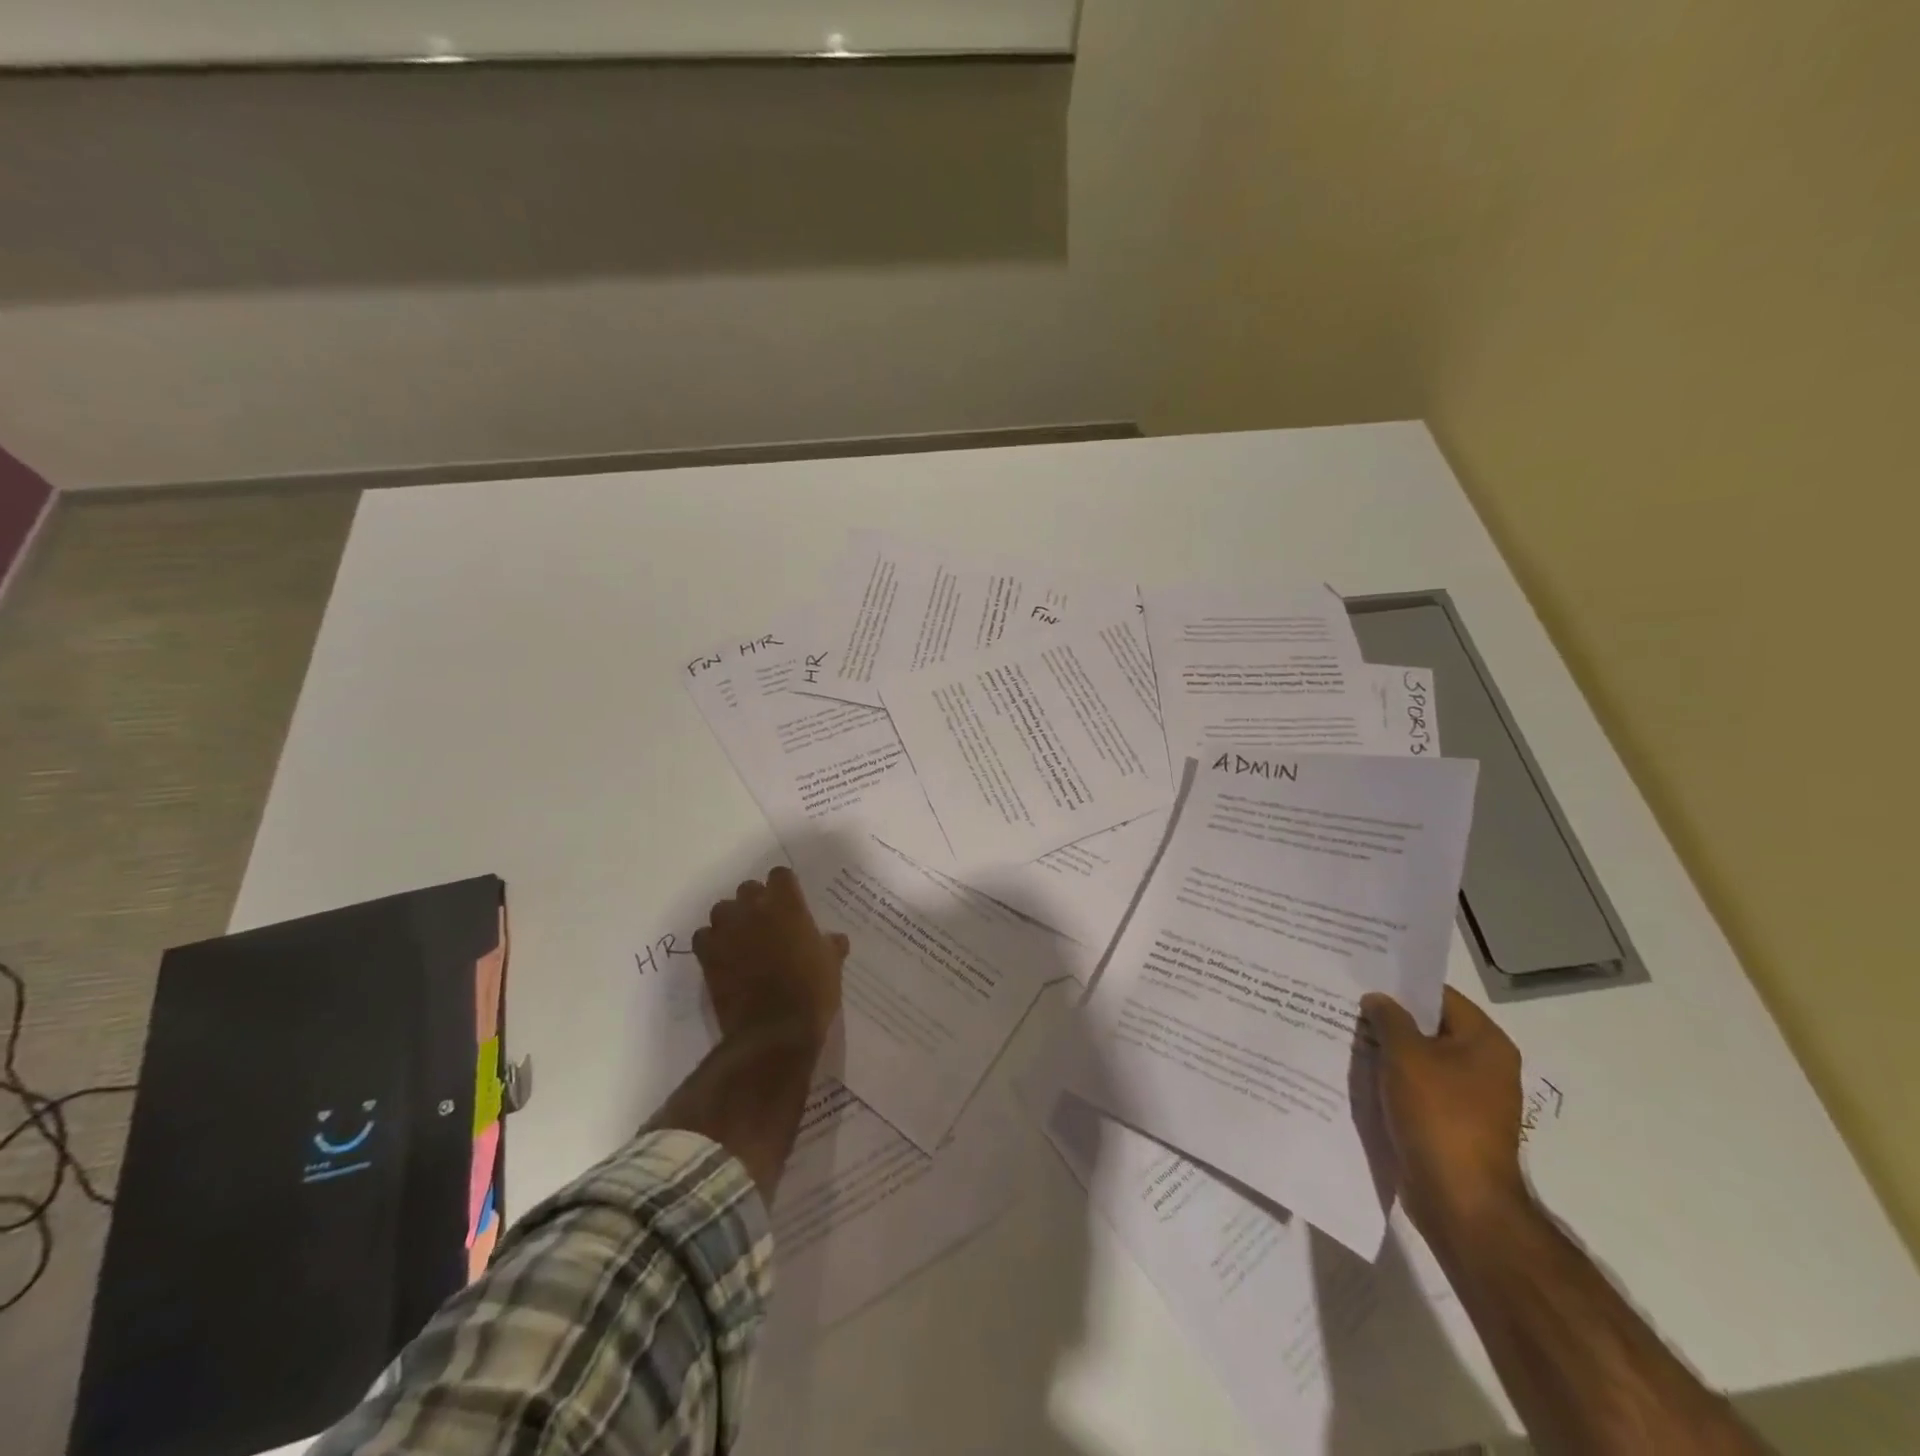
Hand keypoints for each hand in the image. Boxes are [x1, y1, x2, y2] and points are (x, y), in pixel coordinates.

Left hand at [691, 866, 848, 1045]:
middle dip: (755, 902)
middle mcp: (754, 909)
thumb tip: (835, 939)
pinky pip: (703, 936)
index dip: (784, 887)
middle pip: (747, 889)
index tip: (790, 901)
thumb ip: (830, 945)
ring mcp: (727, 931)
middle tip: (766, 923)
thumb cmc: (811, 991)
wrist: (774, 1030)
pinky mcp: (707, 955)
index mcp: (787, 904)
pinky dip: (711, 943)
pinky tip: (723, 957)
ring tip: (741, 939)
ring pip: (722, 910)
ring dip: (731, 920)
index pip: (780, 875)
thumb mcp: (832, 964)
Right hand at [1362, 986, 1528, 1243]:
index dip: (1400, 984)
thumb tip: (1378, 999)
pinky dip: (1390, 1078)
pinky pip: (1416, 1087)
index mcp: (1485, 1042)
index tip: (1361, 976)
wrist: (1460, 1199)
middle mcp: (1483, 1065)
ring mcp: (1468, 1097)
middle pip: (1428, 1027)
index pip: (1439, 996)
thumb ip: (1389, 1019)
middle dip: (1388, 1018)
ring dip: (1386, 1049)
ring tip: (1343, 1033)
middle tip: (1345, 1002)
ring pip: (1418, 1058)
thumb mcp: (1406, 1056)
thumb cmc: (1439, 1116)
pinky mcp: (1450, 1122)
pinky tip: (1357, 1072)